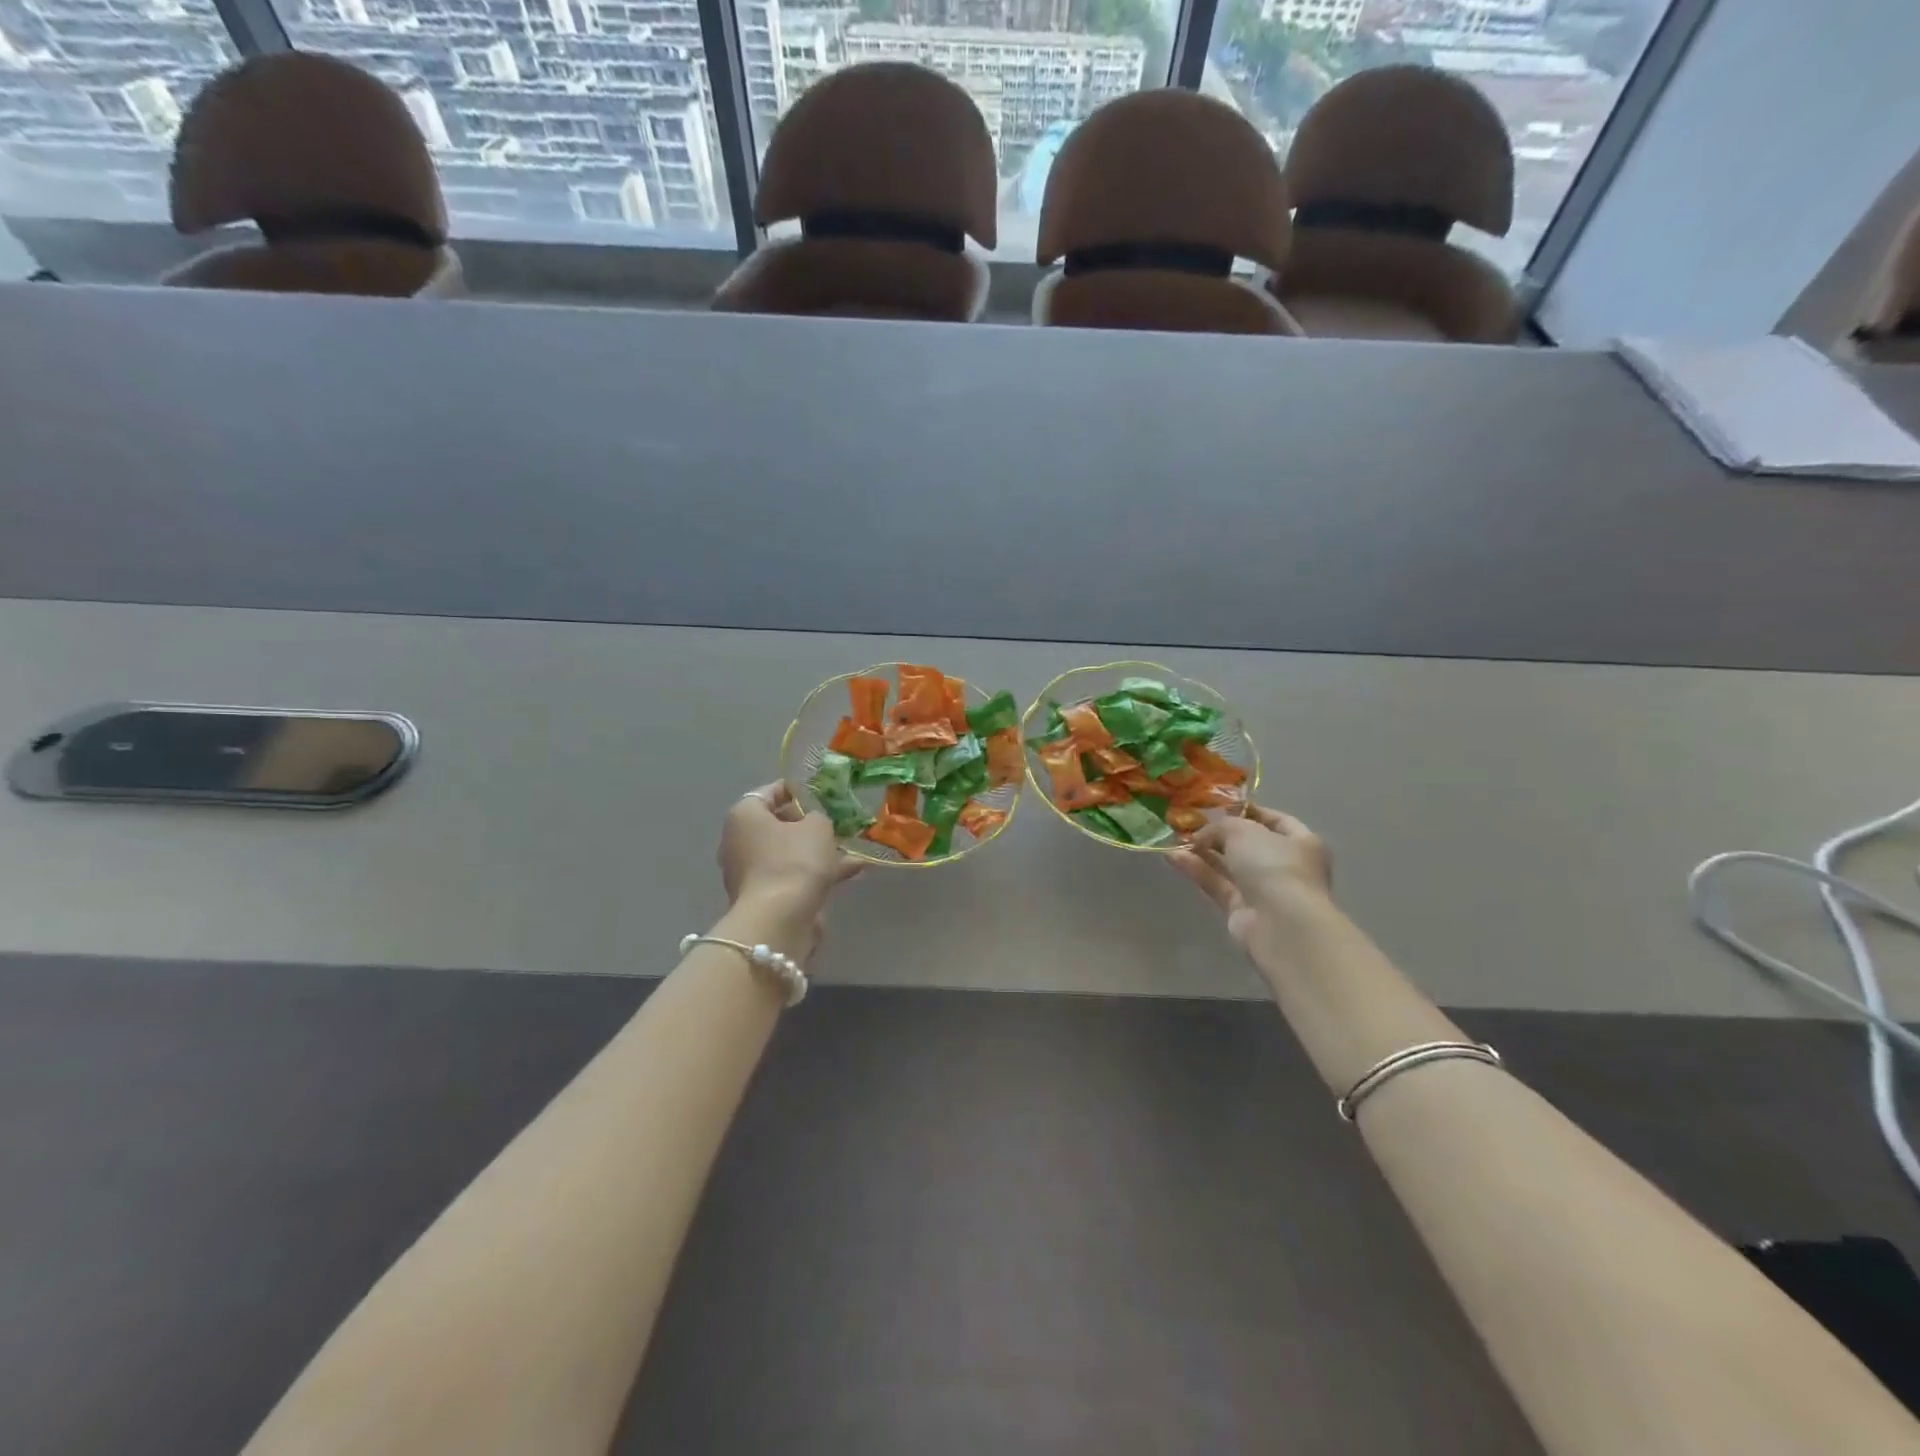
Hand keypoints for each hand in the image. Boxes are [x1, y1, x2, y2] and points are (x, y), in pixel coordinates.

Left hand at [719, 782, 861, 915]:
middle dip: (808, 825)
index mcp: (745, 815)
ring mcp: (749, 871)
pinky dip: (816, 873)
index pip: (769, 792)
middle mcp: (739, 840)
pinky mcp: (762, 896)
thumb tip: (812, 824)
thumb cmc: (795, 860)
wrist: (779, 919)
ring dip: (816, 851)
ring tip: (851, 850)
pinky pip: (791, 875)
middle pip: (777, 824)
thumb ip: (817, 817)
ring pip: (787, 853)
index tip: (819, 794)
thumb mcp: (817, 827)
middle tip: (835, 823)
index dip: (796, 790)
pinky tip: (851, 872)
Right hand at [1169, 804, 1331, 947]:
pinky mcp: (1242, 910)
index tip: (1218, 805)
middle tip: (1189, 824)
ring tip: (1174, 839)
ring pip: (1229, 866)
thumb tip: (1201, 836)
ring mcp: (1264, 890)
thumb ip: (1220, 827)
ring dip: (1202, 852)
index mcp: (1301, 842)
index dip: (1248, 811)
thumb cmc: (1273, 865)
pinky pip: (1217, 884)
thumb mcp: (1243, 831)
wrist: (1281, 924)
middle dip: (1218, 835)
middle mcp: (1285, 866)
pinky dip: (1198, 871)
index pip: (1275, 820)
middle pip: (1247, 845)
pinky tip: (1173, 857)